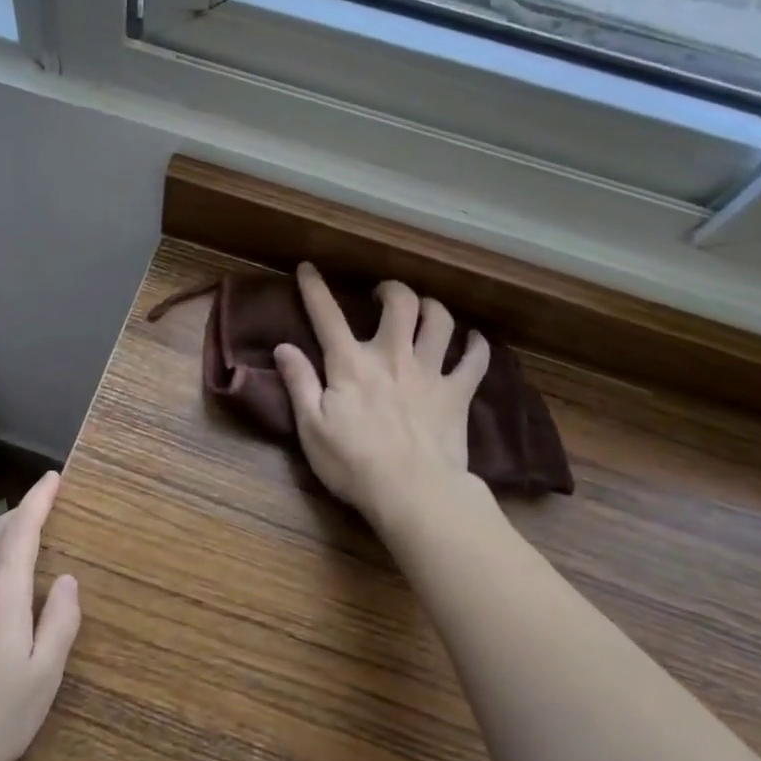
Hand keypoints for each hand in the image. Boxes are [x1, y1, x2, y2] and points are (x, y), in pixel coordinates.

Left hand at [0, 471, 80, 760]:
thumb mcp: (43, 677)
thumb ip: (60, 622)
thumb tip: (68, 580)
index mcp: (1, 597)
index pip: (21, 531)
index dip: (38, 500)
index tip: (52, 478)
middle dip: (20, 515)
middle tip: (42, 505)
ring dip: (1, 552)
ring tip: (22, 568)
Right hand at [273, 263, 488, 523]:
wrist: (414, 493)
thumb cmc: (354, 464)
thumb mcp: (311, 427)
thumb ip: (299, 382)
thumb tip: (283, 347)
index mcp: (351, 364)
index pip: (327, 315)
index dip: (315, 288)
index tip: (308, 268)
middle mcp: (393, 355)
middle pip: (400, 303)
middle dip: (390, 289)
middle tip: (382, 295)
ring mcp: (430, 372)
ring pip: (439, 321)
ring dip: (432, 308)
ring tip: (424, 310)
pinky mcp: (457, 393)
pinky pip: (475, 360)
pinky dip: (477, 346)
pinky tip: (474, 340)